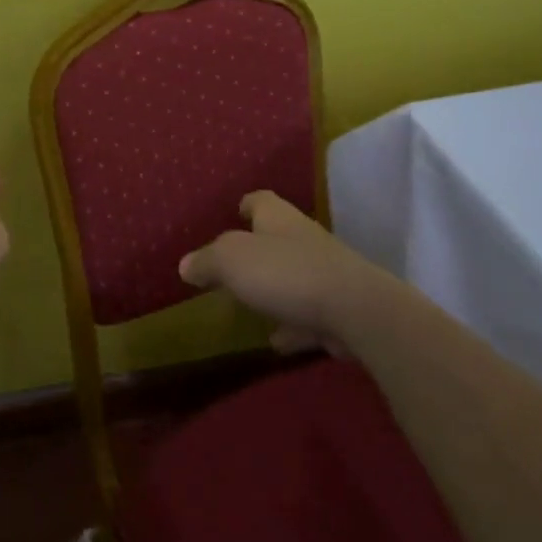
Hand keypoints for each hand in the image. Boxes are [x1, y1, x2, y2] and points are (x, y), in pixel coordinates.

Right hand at [178, 190, 388, 353]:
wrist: (355, 310)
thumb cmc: (285, 272)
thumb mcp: (231, 260)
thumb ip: (207, 261)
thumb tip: (186, 265)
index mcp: (277, 218)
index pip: (260, 200)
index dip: (247, 204)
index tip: (236, 211)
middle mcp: (302, 237)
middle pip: (277, 236)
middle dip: (258, 248)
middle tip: (234, 264)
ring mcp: (325, 272)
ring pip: (294, 274)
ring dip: (276, 287)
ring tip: (252, 305)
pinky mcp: (339, 308)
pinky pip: (308, 313)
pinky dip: (293, 324)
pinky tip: (278, 341)